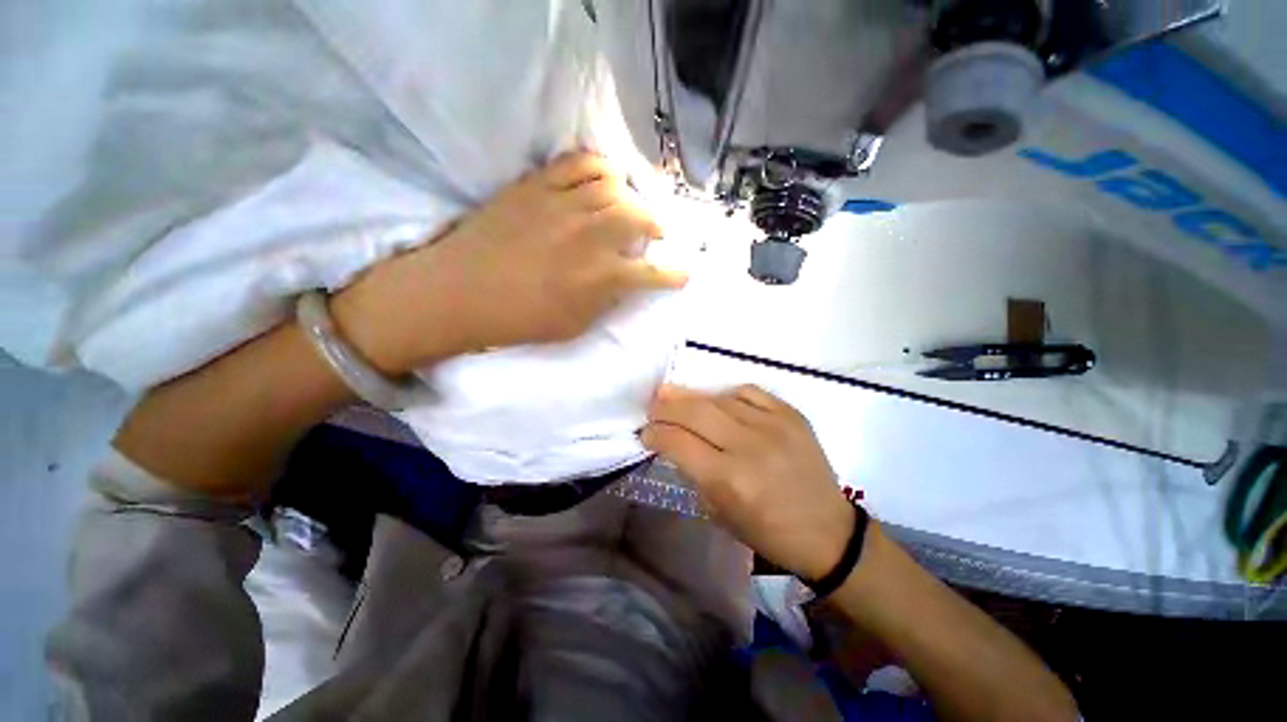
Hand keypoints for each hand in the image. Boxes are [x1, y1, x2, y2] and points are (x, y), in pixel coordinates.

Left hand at [333, 152, 686, 372]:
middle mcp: (590, 236)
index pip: (652, 272)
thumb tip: (623, 282)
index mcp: (601, 277)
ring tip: (630, 206)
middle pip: (639, 217)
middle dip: (656, 226)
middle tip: (657, 233)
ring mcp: (563, 205)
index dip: (673, 274)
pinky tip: (603, 179)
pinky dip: (599, 167)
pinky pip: (578, 162)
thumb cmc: (520, 320)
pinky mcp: (536, 185)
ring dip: (631, 197)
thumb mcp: (574, 325)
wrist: (459, 293)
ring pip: (614, 186)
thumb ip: (606, 301)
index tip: (682, 274)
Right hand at [641, 384, 854, 580]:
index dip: (654, 433)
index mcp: (728, 479)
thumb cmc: (767, 531)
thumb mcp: (719, 512)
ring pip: (719, 398)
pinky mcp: (791, 415)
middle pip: (694, 411)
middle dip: (666, 407)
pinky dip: (727, 394)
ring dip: (692, 397)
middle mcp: (748, 446)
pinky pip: (749, 391)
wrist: (827, 531)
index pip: (677, 442)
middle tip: (654, 407)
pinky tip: (719, 401)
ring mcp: (773, 426)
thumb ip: (694, 472)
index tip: (645, 432)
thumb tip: (673, 440)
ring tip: (677, 397)